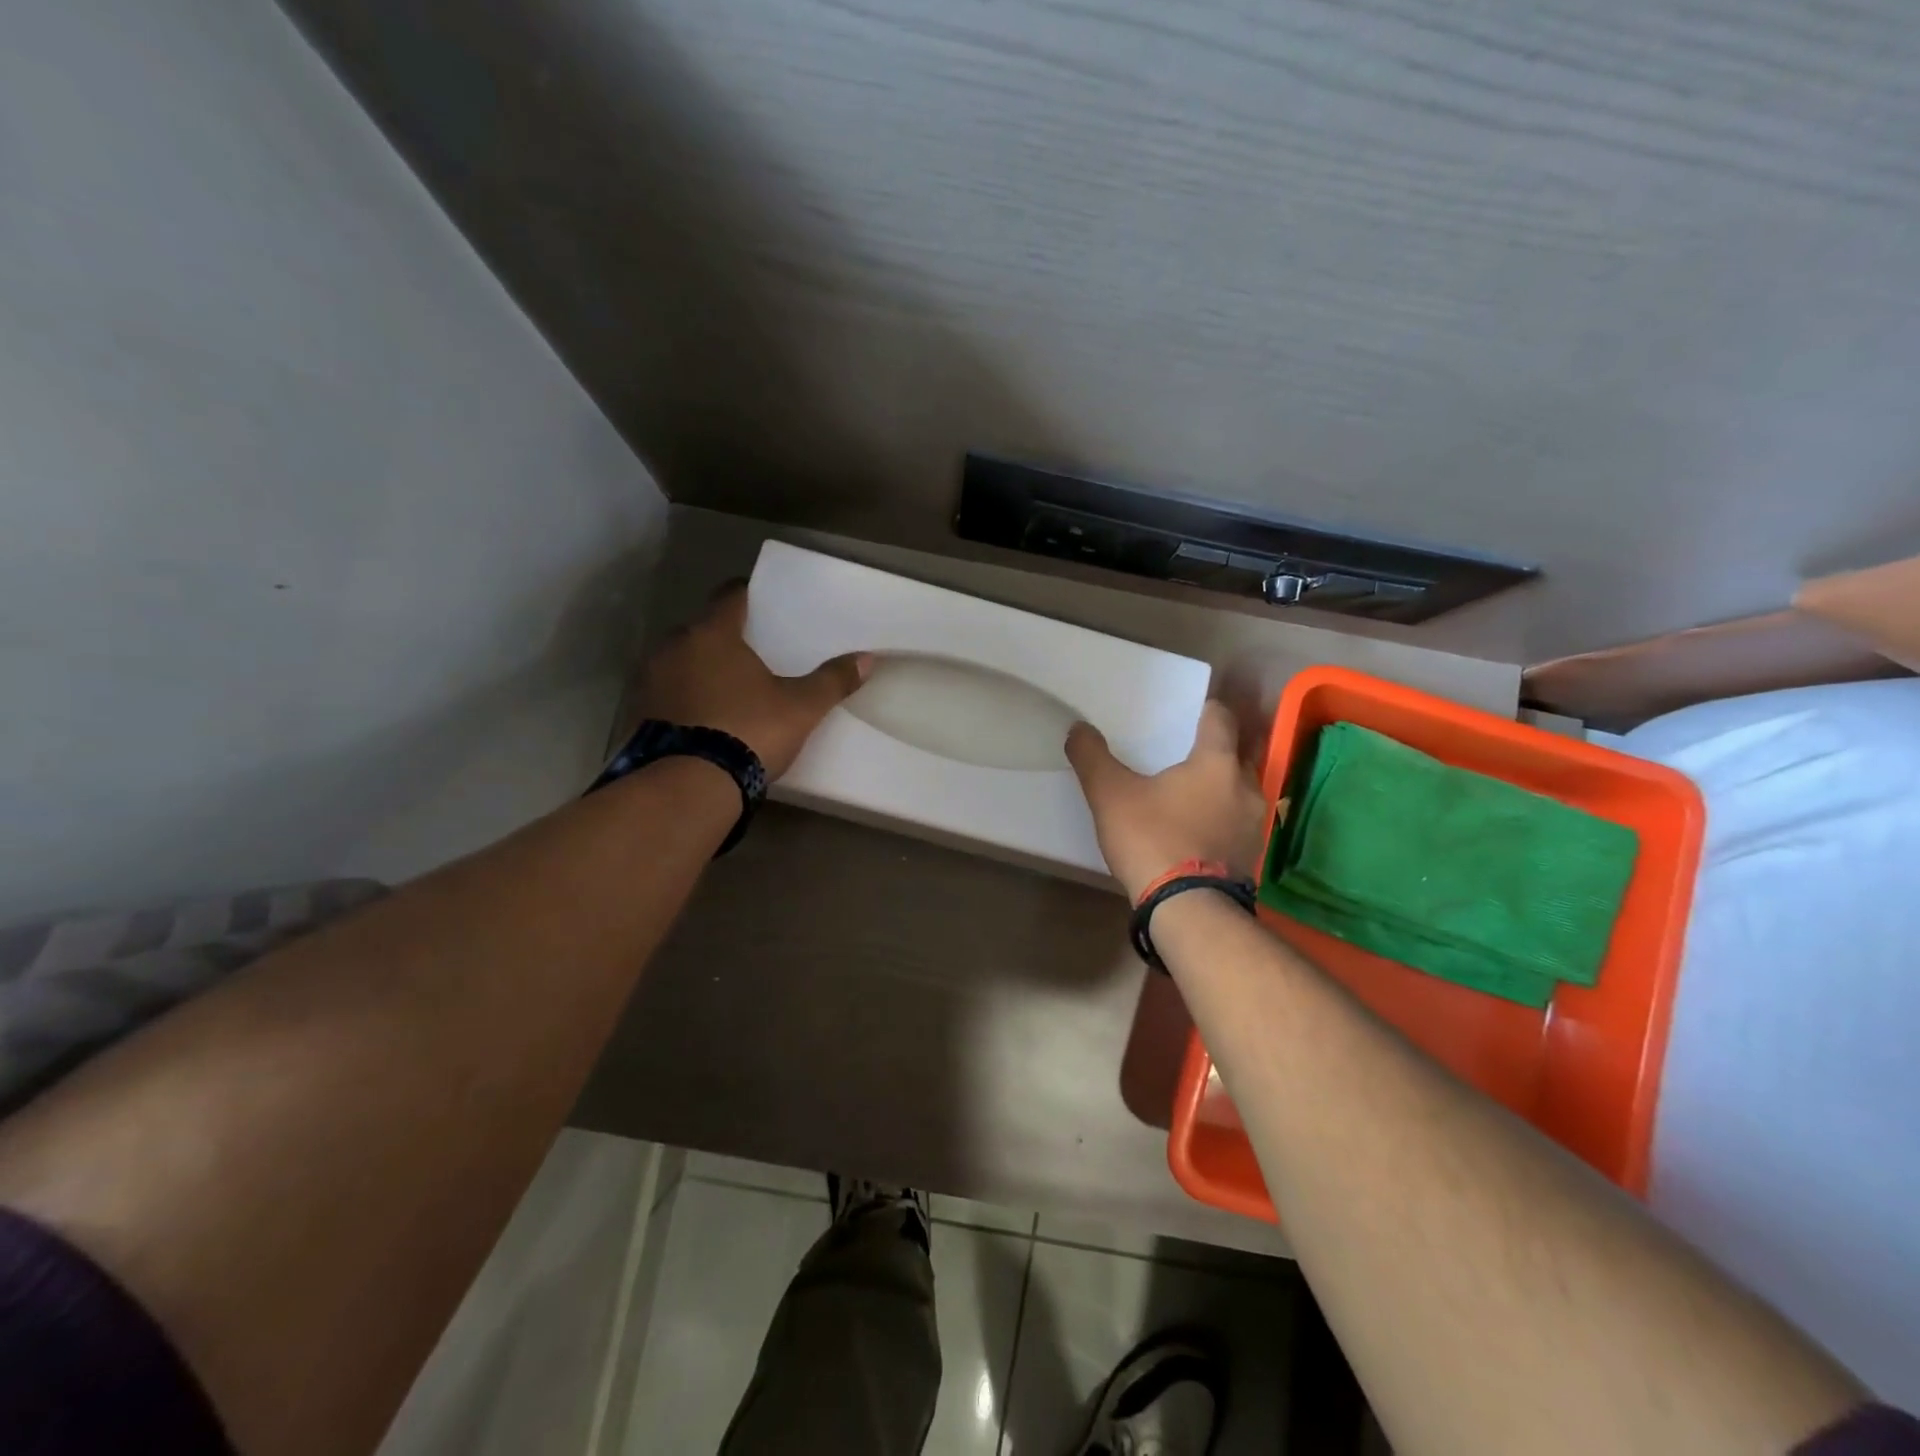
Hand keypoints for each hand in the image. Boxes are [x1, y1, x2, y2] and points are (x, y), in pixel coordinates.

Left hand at [639, 584, 870, 777]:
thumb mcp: (801, 708)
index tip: (758, 600)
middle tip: (748, 655)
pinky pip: (664, 695)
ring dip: (697, 671)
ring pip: (678, 663)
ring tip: (724, 690)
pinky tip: (700, 720)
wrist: (688, 786)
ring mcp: (648, 682)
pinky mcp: (636, 715)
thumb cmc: (748, 731)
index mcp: (712, 635)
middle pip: (700, 631)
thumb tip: (868, 658)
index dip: (745, 595)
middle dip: (721, 639)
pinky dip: (681, 700)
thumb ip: (832, 680)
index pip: (729, 597)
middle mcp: (673, 648)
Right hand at [1066, 701, 1270, 899]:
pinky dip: (1222, 819)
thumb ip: (1092, 757)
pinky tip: (1199, 830)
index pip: (1221, 718)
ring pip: (1240, 791)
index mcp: (1216, 762)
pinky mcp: (1252, 855)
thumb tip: (1078, 728)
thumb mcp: (1110, 795)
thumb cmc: (1152, 839)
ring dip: (1221, 787)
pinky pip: (1238, 823)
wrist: (1188, 909)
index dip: (1207, 710)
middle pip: (1237, 753)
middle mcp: (1246, 786)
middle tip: (1187, 751)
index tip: (1191, 711)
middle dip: (1217, 749)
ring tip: (1192, 793)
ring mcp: (1254, 824)